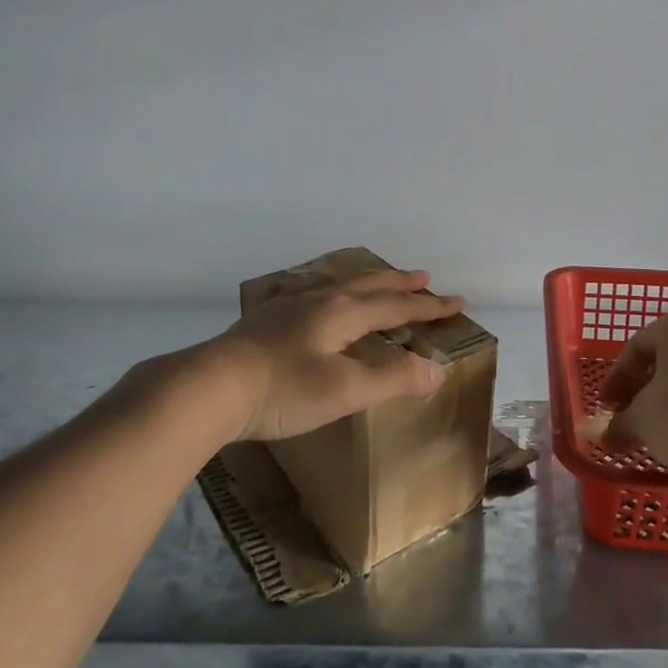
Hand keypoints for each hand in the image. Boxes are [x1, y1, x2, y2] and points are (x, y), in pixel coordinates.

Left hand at [210, 268, 464, 441]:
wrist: (209, 388)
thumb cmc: (283, 389)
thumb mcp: (345, 389)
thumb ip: (393, 378)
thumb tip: (437, 370)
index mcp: (342, 313)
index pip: (396, 307)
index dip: (428, 307)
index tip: (457, 303)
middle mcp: (319, 300)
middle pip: (368, 286)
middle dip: (399, 284)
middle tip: (423, 278)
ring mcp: (288, 307)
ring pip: (337, 285)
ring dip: (365, 282)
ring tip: (375, 280)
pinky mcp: (265, 321)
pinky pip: (310, 293)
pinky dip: (329, 291)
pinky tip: (313, 298)